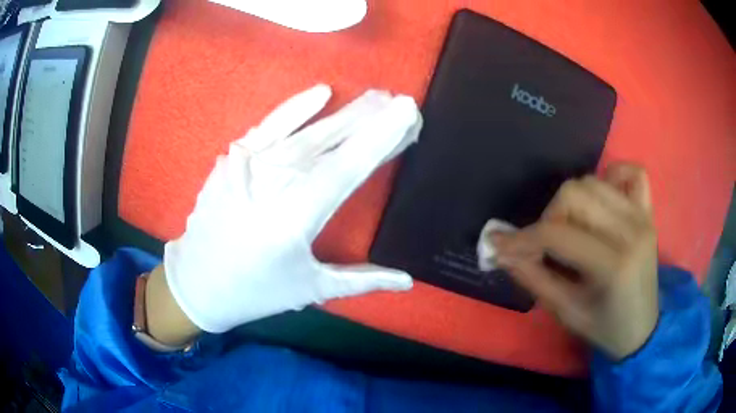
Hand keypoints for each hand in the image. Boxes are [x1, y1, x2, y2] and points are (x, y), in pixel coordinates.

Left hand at [163, 84, 421, 333]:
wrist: (197, 282)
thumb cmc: (256, 291)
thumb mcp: (311, 290)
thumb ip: (362, 280)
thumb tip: (408, 281)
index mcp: (294, 219)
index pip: (346, 168)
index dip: (379, 137)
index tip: (408, 111)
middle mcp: (270, 184)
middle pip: (328, 142)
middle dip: (368, 119)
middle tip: (400, 101)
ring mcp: (246, 167)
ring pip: (303, 132)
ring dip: (342, 113)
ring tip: (375, 97)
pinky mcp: (232, 160)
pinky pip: (267, 126)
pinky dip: (294, 108)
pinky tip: (321, 92)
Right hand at [487, 164, 657, 359]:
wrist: (641, 329)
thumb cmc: (604, 328)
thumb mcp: (565, 312)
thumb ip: (532, 277)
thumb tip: (500, 249)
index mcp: (614, 265)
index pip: (558, 234)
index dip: (523, 238)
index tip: (499, 244)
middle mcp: (631, 231)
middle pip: (575, 193)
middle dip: (549, 217)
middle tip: (545, 244)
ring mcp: (643, 216)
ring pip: (593, 181)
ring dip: (572, 201)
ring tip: (571, 228)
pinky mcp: (648, 211)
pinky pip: (631, 171)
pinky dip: (612, 177)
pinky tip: (603, 201)